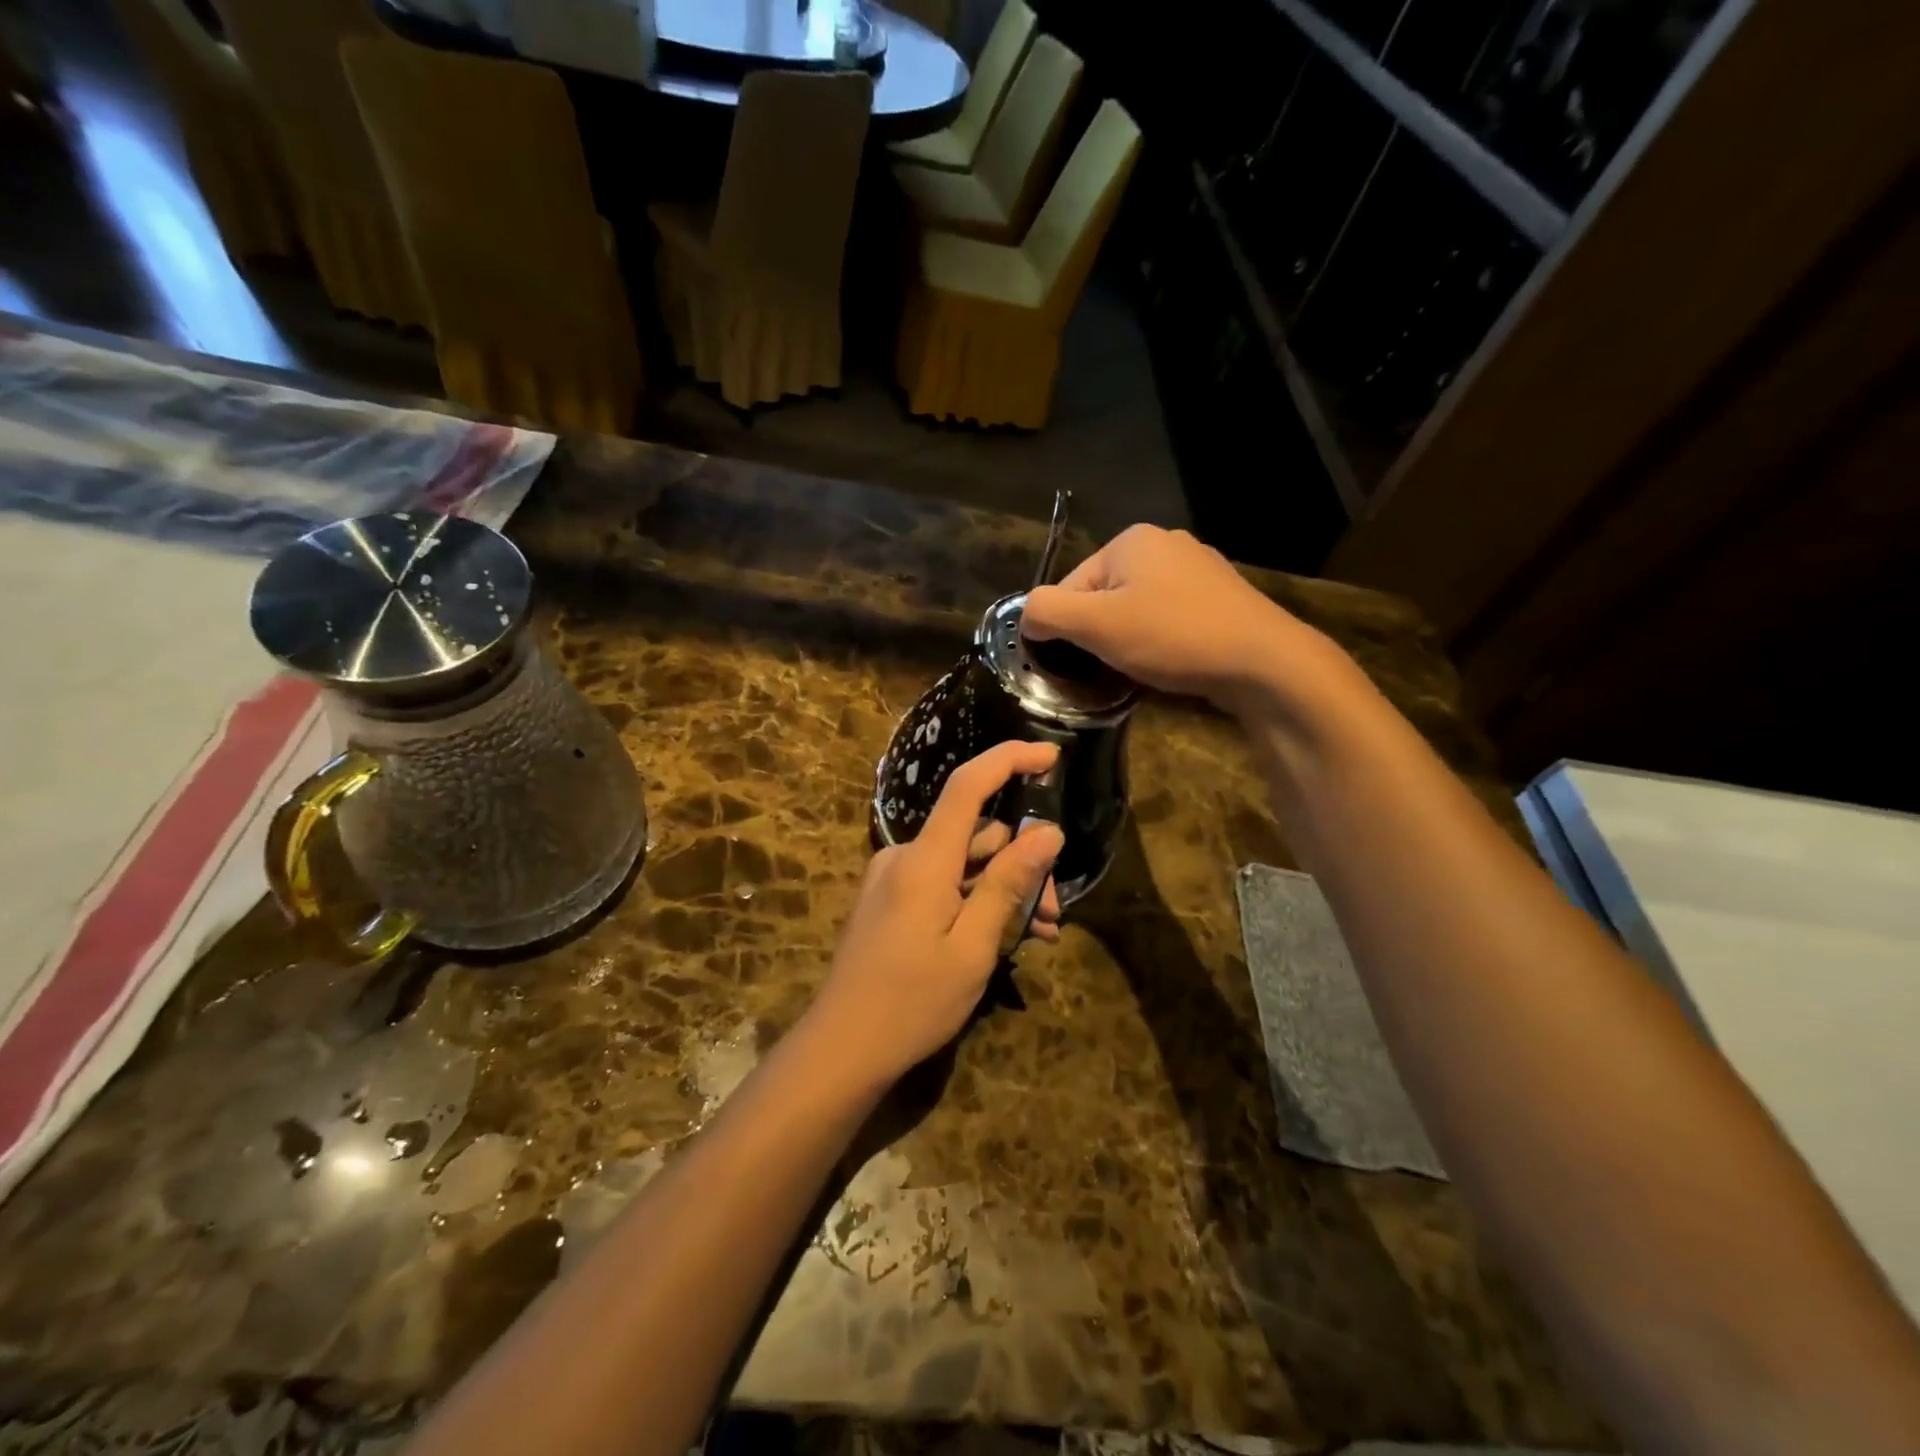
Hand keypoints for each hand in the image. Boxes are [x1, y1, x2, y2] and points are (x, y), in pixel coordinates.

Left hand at [807, 741, 1065, 1088]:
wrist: (841, 1048)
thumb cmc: (912, 1003)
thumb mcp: (973, 948)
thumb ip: (1008, 884)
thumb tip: (1047, 833)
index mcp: (924, 860)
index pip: (968, 786)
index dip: (1009, 760)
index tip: (1051, 756)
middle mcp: (904, 857)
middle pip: (975, 836)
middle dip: (1021, 864)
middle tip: (1053, 913)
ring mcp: (893, 879)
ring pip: (962, 865)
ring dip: (1002, 889)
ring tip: (1038, 933)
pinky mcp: (889, 900)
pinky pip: (942, 884)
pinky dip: (974, 901)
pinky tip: (1001, 935)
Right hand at [1021, 525, 1341, 713]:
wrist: (1263, 661)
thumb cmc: (1172, 636)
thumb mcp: (1095, 624)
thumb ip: (1047, 612)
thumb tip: (1027, 616)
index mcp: (1131, 540)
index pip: (1070, 584)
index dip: (1063, 628)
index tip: (1074, 663)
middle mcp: (1165, 543)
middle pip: (1103, 596)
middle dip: (1098, 635)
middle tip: (1107, 669)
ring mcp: (1198, 569)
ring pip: (1137, 609)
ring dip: (1126, 640)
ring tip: (1138, 670)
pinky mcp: (1220, 598)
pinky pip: (1169, 618)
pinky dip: (1159, 641)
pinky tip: (1169, 663)